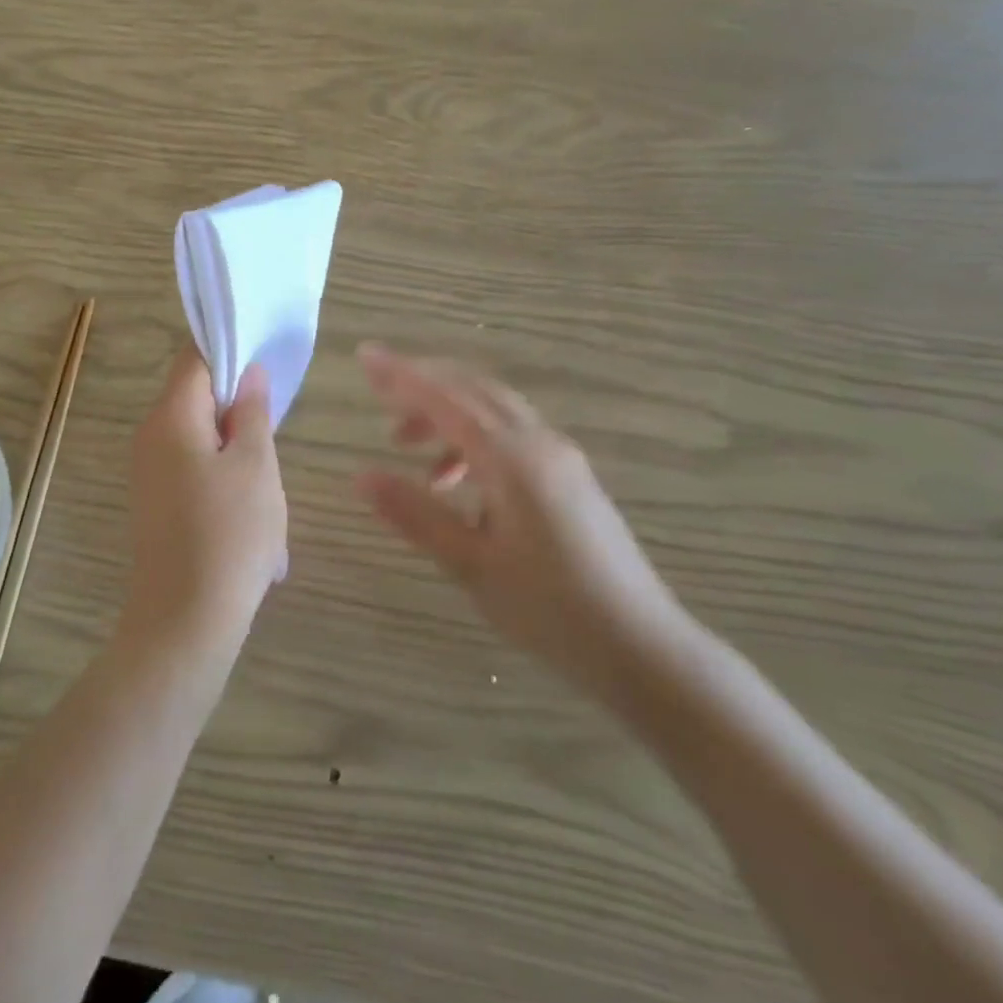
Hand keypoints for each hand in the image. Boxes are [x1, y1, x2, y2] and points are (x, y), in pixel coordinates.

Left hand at [125, 348, 287, 657]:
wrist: (185, 622)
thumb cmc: (229, 535)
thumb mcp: (256, 465)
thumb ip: (252, 412)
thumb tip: (250, 373)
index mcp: (171, 417)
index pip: (196, 359)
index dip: (232, 354)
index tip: (269, 372)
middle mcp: (151, 438)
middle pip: (200, 402)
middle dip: (241, 418)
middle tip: (275, 445)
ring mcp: (151, 474)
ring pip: (205, 444)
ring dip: (241, 461)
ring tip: (269, 501)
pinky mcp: (158, 506)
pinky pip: (197, 478)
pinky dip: (228, 490)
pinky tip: (255, 532)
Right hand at [355, 343, 689, 699]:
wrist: (642, 647)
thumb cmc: (550, 609)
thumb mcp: (471, 565)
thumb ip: (415, 514)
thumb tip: (360, 476)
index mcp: (514, 459)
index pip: (446, 398)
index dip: (401, 374)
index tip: (365, 354)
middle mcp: (540, 443)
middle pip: (473, 390)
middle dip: (422, 385)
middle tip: (378, 393)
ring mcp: (560, 457)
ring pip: (493, 411)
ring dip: (446, 414)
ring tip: (405, 445)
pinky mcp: (569, 477)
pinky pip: (511, 435)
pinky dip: (472, 438)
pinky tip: (454, 480)